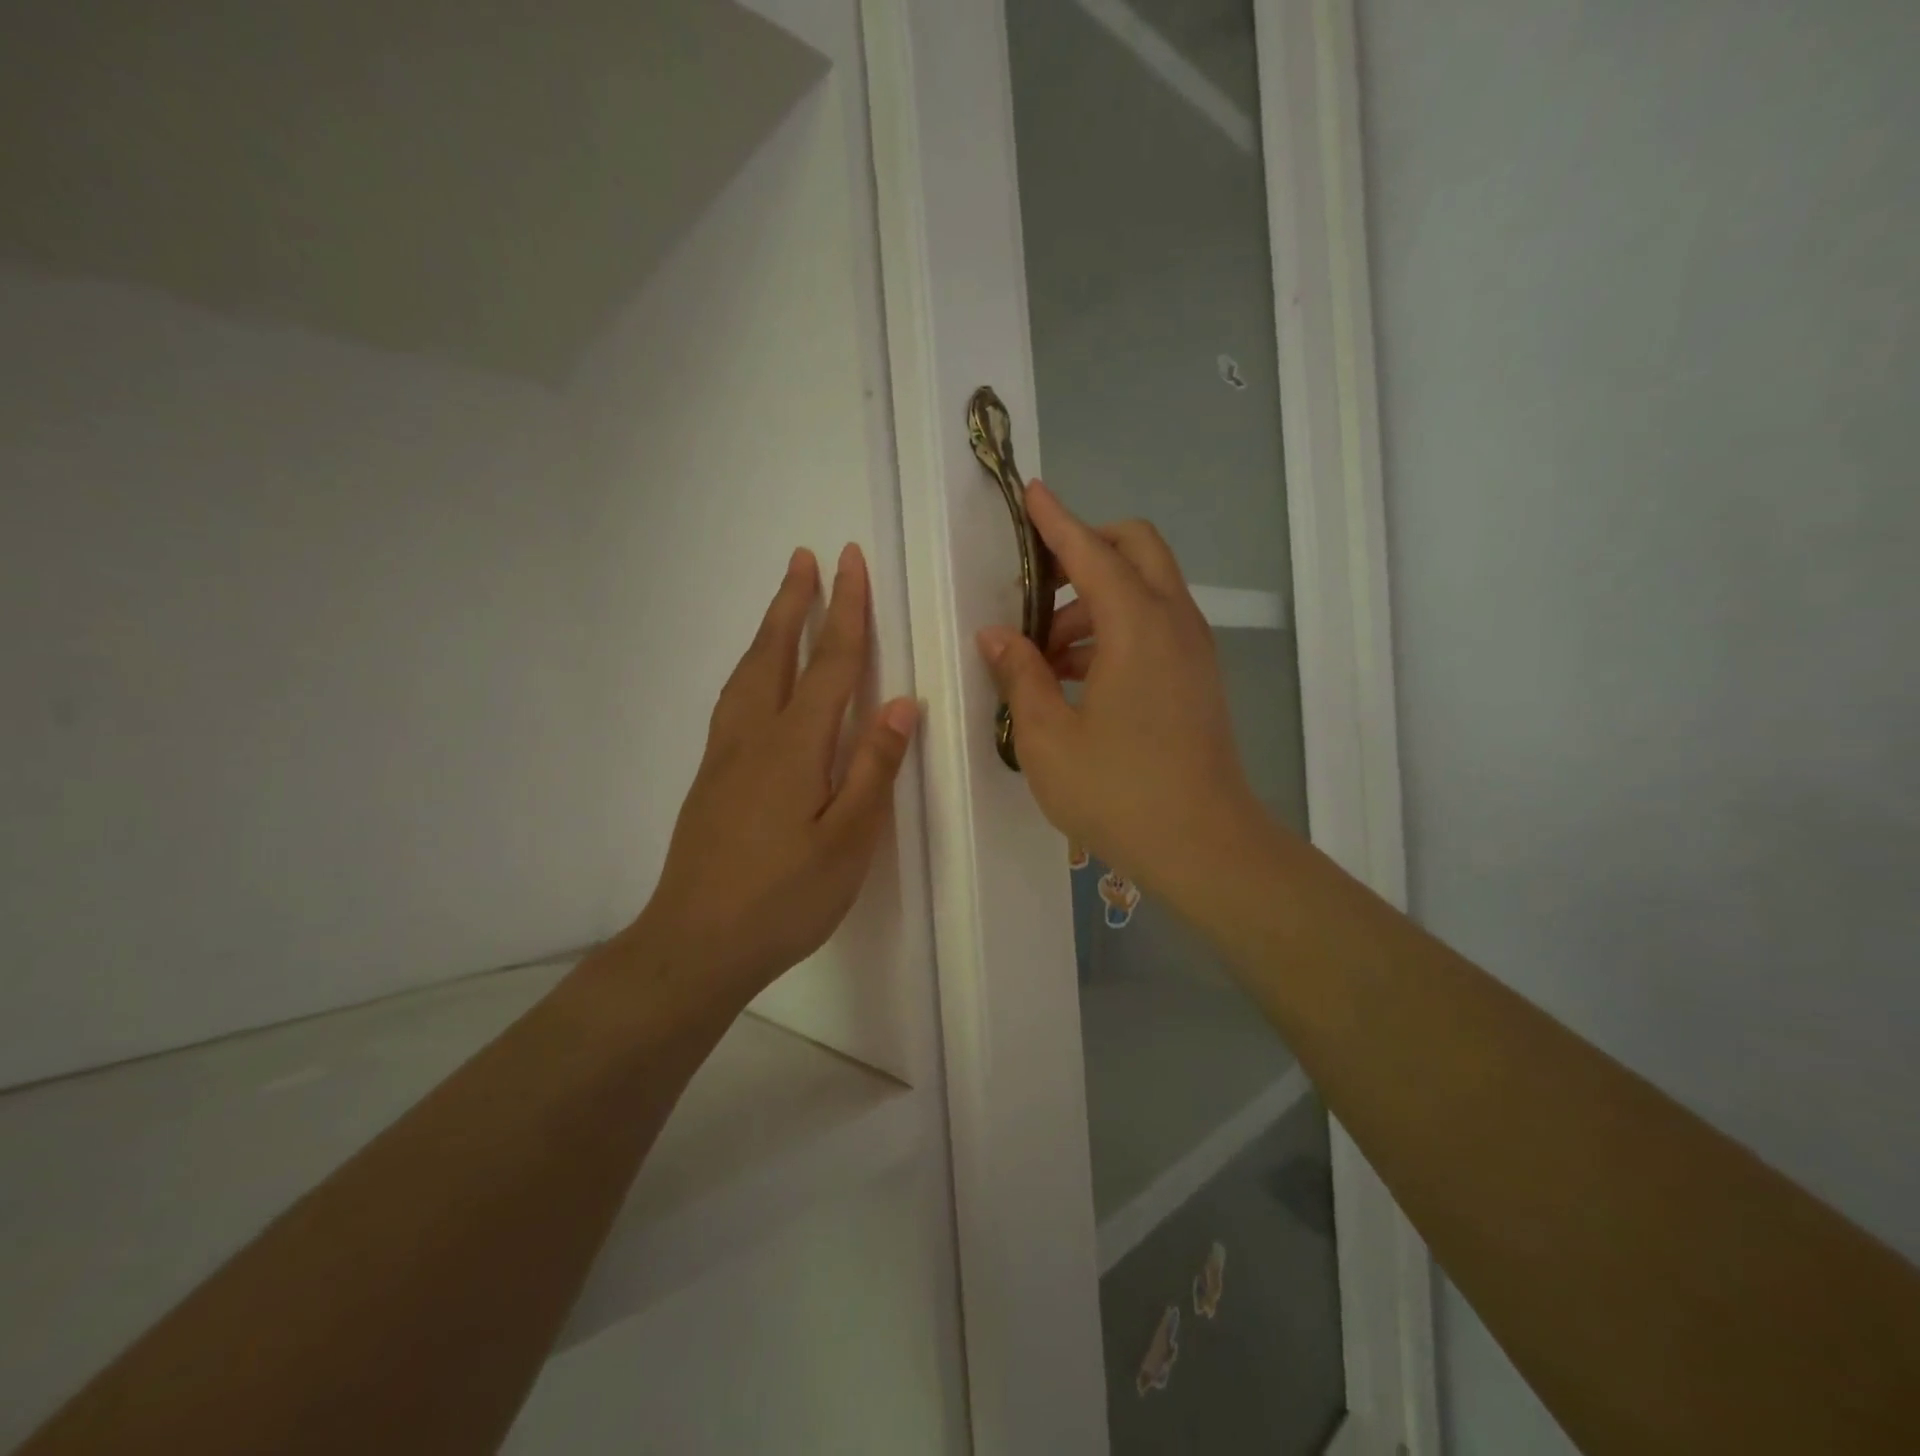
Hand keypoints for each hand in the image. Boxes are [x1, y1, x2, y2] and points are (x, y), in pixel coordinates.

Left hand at [634, 544, 916, 999]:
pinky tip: (754, 679)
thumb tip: (900, 705)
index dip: (844, 611)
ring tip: (782, 602)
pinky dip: (749, 668)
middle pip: (775, 654)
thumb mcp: (848, 841)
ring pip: (746, 673)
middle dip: (795, 603)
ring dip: (768, 630)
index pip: (828, 664)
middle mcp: (754, 736)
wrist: (696, 943)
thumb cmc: (785, 897)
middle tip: (806, 558)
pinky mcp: (710, 778)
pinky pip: (732, 700)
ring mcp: (724, 756)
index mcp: (795, 747)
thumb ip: (874, 769)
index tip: (850, 562)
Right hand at [975, 482, 1264, 898]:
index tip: (1030, 493)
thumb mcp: (1048, 737)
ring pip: (1146, 589)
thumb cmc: (1118, 792)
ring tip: (1045, 652)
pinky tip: (1077, 676)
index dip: (1056, 520)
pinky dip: (1117, 627)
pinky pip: (1156, 625)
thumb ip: (1020, 675)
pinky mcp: (1198, 677)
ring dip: (1096, 598)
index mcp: (1136, 626)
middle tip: (1037, 585)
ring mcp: (1193, 650)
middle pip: (1136, 548)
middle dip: (1086, 548)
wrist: (1204, 846)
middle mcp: (1174, 622)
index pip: (1091, 551)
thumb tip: (997, 636)